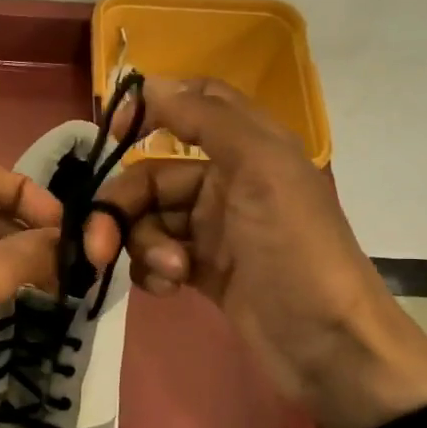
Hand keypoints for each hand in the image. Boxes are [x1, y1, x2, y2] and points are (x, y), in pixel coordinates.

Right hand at [86, 78, 426, 427]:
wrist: (327, 344)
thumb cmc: (296, 250)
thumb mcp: (261, 170)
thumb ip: (208, 119)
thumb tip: (151, 83)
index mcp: (248, 148)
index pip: (194, 105)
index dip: (152, 108)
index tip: (111, 131)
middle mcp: (227, 181)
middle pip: (150, 176)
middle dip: (122, 207)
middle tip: (99, 245)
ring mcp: (213, 229)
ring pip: (147, 219)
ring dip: (143, 244)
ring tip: (170, 272)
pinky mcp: (202, 269)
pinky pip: (155, 256)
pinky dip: (152, 270)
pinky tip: (170, 288)